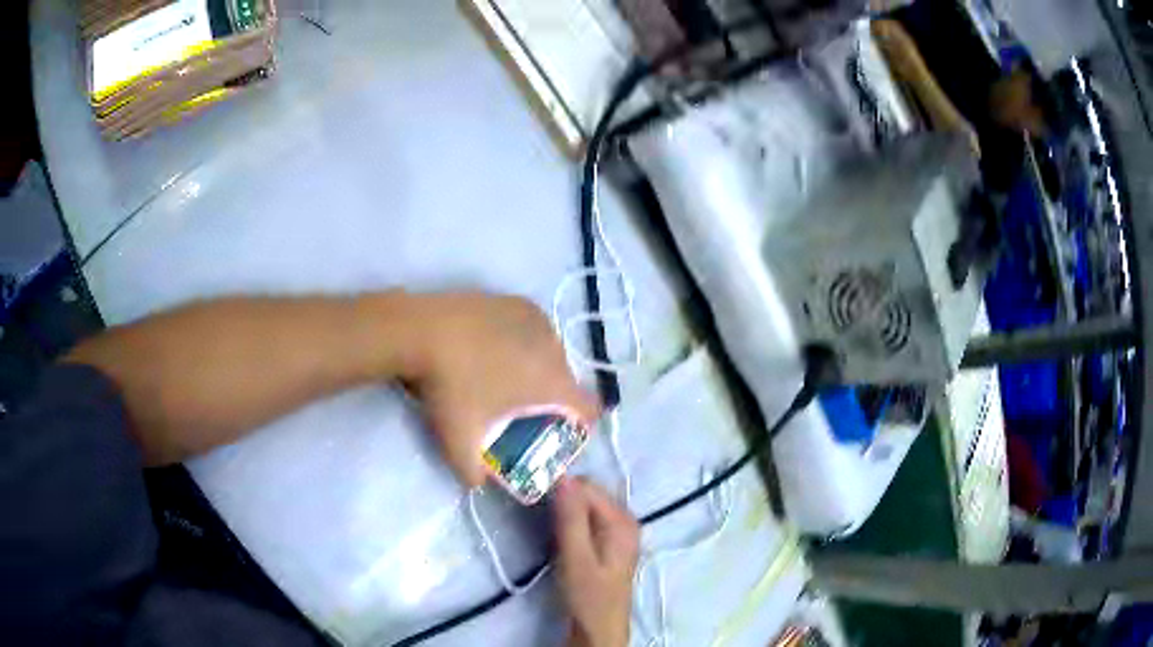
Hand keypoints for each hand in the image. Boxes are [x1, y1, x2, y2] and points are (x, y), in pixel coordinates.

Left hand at [402, 292, 600, 486]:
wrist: (422, 330)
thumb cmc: (450, 386)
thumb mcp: (458, 440)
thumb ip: (472, 473)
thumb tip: (477, 484)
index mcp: (552, 382)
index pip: (590, 409)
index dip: (581, 426)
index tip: (557, 432)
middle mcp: (555, 348)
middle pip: (568, 382)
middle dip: (551, 398)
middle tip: (519, 408)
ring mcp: (537, 320)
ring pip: (552, 353)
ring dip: (538, 368)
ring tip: (502, 375)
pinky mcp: (517, 302)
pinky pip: (534, 329)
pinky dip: (523, 342)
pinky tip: (493, 347)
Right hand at [555, 478, 639, 646]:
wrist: (598, 628)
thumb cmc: (588, 596)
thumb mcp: (576, 558)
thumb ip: (571, 518)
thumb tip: (562, 476)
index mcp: (622, 520)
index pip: (586, 486)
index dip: (559, 489)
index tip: (534, 500)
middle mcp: (624, 519)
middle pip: (588, 493)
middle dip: (562, 500)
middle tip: (540, 519)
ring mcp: (618, 530)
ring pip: (585, 505)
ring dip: (564, 512)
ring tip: (548, 530)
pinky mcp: (608, 541)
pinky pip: (586, 519)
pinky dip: (569, 522)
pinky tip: (559, 538)